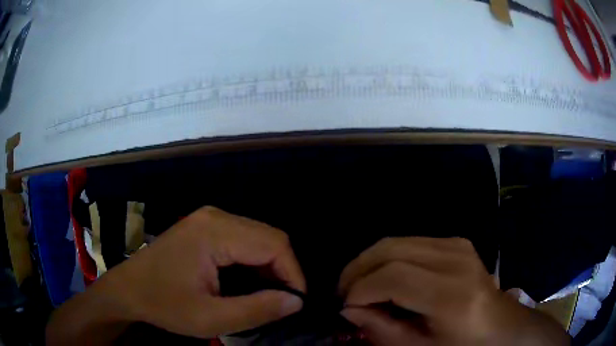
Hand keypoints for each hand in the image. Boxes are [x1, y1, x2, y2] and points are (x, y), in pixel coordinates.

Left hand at [47, 207, 305, 343]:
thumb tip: (296, 301)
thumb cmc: (164, 304)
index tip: (296, 303)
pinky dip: (255, 261)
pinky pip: (243, 239)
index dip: (293, 274)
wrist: (129, 290)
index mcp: (215, 232)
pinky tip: (250, 281)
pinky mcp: (205, 227)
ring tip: (269, 295)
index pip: (274, 244)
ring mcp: (209, 219)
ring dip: (271, 266)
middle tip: (283, 302)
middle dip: (284, 270)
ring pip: (259, 237)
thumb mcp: (210, 318)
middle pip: (269, 237)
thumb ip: (256, 310)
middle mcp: (215, 216)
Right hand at [338, 237, 569, 345]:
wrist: (501, 324)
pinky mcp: (457, 241)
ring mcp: (457, 245)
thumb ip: (382, 329)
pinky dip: (388, 257)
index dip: (360, 290)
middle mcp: (456, 260)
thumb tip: (349, 309)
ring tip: (359, 284)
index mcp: (451, 295)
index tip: (345, 307)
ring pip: (397, 241)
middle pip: (391, 249)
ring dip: (370, 261)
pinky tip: (385, 276)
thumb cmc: (463, 345)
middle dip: (358, 269)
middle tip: (344, 292)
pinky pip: (410, 241)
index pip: (393, 278)